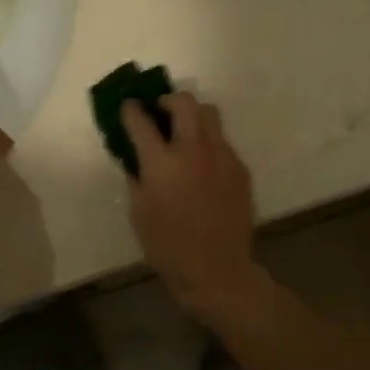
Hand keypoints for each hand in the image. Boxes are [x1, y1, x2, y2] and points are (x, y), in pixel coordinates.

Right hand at [121, 92, 264, 315]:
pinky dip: (209, 144)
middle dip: (168, 100)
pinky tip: (203, 167)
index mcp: (161, 162)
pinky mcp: (240, 168)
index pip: (140, 120)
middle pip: (184, 102)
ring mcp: (221, 156)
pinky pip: (222, 142)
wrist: (217, 270)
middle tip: (160, 113)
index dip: (131, 110)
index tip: (129, 108)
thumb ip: (137, 175)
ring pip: (210, 114)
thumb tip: (137, 155)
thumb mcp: (138, 211)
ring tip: (184, 134)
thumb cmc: (167, 246)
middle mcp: (193, 150)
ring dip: (192, 116)